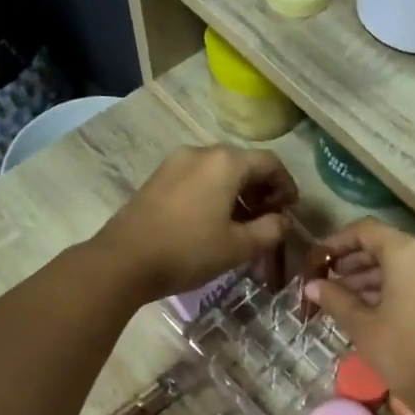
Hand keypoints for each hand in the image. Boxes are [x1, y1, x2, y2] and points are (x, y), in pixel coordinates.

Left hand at [93, 145, 298, 299]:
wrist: (123, 261)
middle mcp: (201, 152)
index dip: (286, 185)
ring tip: (242, 224)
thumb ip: (269, 230)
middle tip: (269, 218)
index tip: (291, 210)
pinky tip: (213, 221)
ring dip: (237, 192)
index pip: (270, 163)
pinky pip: (197, 178)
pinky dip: (214, 193)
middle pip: (243, 163)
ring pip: (218, 171)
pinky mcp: (158, 178)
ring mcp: (175, 163)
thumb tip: (283, 221)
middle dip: (261, 189)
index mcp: (226, 162)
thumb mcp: (238, 247)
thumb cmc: (188, 251)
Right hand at [304, 220, 414, 414]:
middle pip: (385, 245)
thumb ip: (335, 298)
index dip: (335, 243)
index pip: (366, 231)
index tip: (315, 261)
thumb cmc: (405, 354)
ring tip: (341, 298)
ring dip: (371, 276)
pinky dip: (393, 286)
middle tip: (325, 281)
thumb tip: (312, 285)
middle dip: (353, 262)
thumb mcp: (363, 326)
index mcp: (409, 252)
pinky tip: (368, 306)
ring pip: (402, 263)